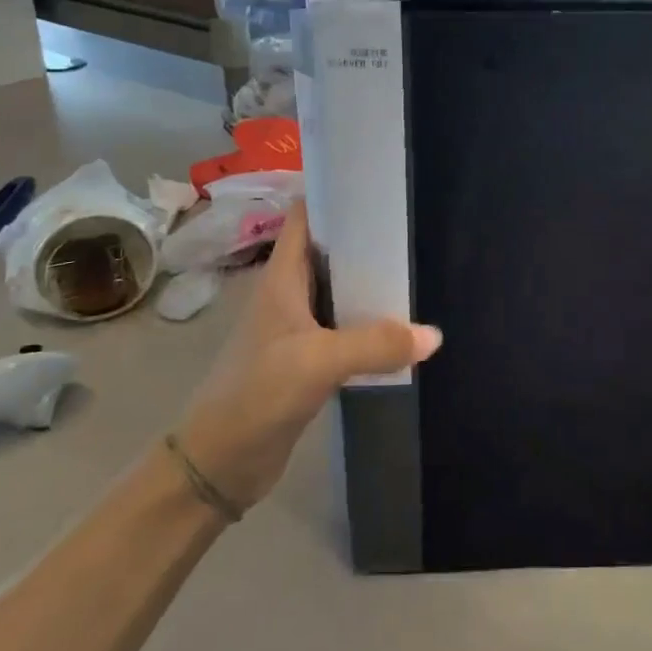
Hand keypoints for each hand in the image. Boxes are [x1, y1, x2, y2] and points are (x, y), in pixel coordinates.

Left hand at [176, 204, 439, 508]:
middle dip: (366, 239)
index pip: (305, 217)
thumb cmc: (256, 395)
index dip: (335, 196)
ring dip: (371, 282)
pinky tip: (402, 325)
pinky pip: (345, 328)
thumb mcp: (317, 362)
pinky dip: (370, 322)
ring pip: (340, 291)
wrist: (218, 464)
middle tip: (415, 228)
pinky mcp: (308, 359)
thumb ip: (375, 344)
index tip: (378, 187)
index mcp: (282, 278)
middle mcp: (290, 295)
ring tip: (418, 269)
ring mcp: (298, 328)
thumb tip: (433, 335)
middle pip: (330, 251)